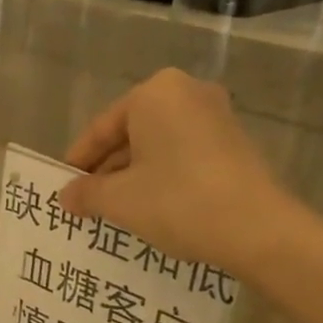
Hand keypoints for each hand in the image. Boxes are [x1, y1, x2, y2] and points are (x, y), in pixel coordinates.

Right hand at [58, 68, 304, 278]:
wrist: (259, 230)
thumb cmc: (178, 201)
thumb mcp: (119, 200)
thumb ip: (86, 193)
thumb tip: (66, 196)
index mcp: (155, 93)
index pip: (101, 128)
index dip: (78, 162)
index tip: (64, 188)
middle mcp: (187, 93)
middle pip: (130, 134)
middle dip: (107, 170)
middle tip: (87, 203)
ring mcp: (216, 116)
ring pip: (157, 146)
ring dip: (133, 177)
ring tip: (115, 211)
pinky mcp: (235, 143)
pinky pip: (183, 155)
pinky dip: (163, 177)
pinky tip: (152, 209)